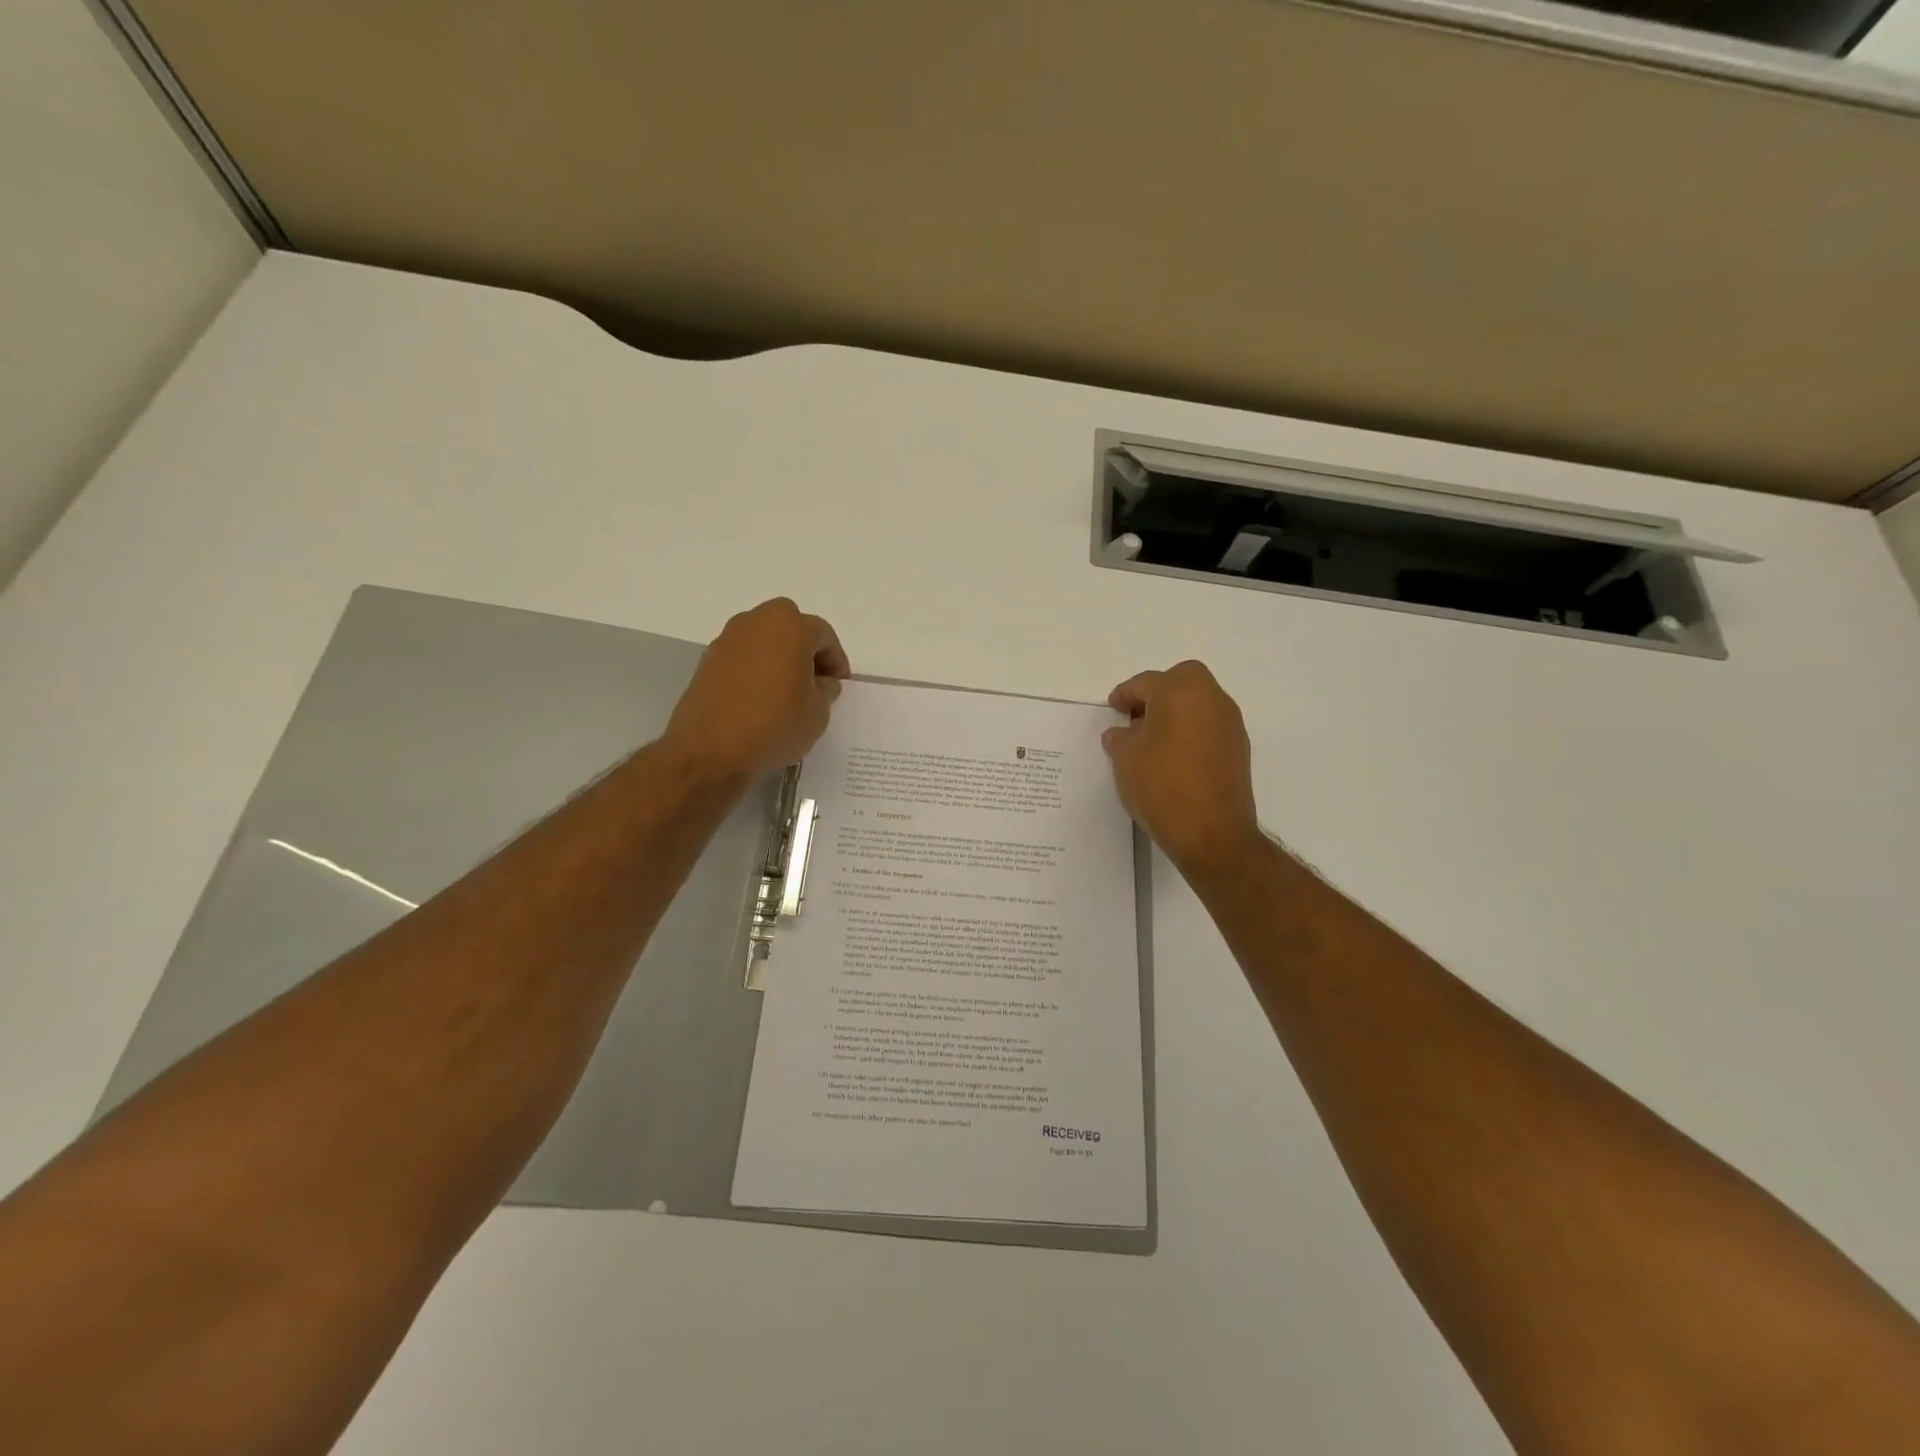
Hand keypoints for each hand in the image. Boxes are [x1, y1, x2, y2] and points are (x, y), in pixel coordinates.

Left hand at [663, 598, 850, 779]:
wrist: (711, 750)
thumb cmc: (775, 724)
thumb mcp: (818, 712)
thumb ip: (825, 690)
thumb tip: (820, 682)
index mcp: (789, 626)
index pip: (823, 634)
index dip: (836, 659)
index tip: (839, 683)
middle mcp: (755, 622)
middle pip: (790, 627)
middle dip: (805, 649)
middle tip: (814, 680)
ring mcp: (727, 640)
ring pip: (763, 640)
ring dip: (779, 657)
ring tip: (787, 690)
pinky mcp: (707, 661)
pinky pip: (742, 657)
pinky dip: (755, 669)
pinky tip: (761, 698)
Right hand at [1103, 660, 1262, 874]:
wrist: (1212, 833)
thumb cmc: (1161, 786)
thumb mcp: (1125, 760)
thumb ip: (1121, 738)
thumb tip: (1122, 733)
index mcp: (1179, 692)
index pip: (1145, 683)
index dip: (1125, 694)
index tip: (1114, 708)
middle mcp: (1210, 699)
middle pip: (1181, 680)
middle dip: (1158, 692)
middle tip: (1138, 717)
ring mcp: (1230, 723)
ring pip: (1200, 702)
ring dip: (1178, 711)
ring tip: (1154, 739)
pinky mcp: (1239, 748)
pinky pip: (1210, 725)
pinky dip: (1193, 730)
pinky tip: (1176, 756)